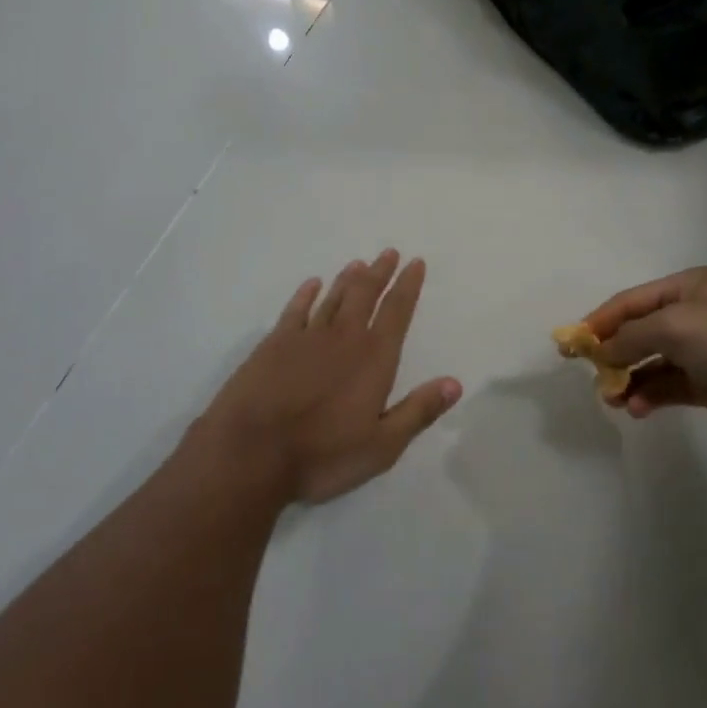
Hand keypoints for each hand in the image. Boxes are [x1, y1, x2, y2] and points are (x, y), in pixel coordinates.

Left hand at [195, 250, 461, 504]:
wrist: (251, 451)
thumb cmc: (322, 455)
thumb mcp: (382, 446)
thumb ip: (418, 411)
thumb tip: (455, 383)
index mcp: (374, 358)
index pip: (397, 312)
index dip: (408, 286)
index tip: (416, 263)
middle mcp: (344, 337)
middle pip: (366, 295)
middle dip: (380, 273)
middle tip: (389, 252)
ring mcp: (306, 337)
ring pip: (334, 297)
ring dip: (348, 279)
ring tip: (359, 263)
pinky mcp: (275, 343)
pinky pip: (296, 310)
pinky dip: (307, 294)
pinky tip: (313, 284)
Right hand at [584, 267, 706, 437]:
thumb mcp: (675, 326)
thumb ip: (631, 337)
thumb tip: (602, 352)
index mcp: (684, 289)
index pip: (629, 302)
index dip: (599, 321)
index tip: (571, 345)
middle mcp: (691, 317)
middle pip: (639, 333)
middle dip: (612, 353)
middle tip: (591, 377)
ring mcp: (704, 352)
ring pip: (652, 364)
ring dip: (629, 379)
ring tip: (612, 399)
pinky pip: (671, 388)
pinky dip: (651, 396)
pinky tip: (638, 408)